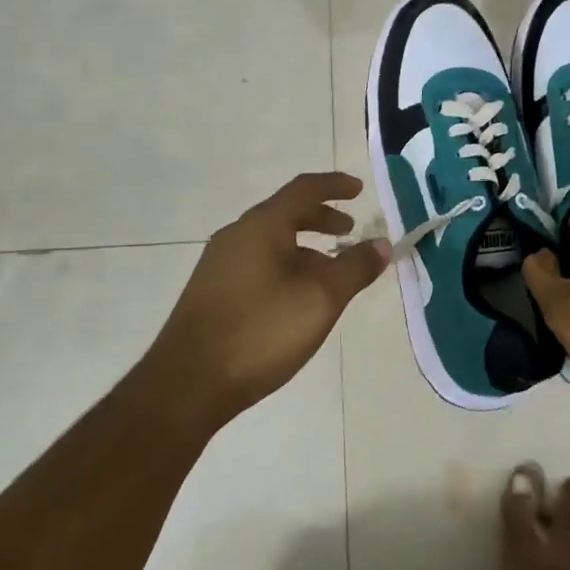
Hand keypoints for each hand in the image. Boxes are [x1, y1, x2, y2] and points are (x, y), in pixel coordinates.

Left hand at [149, 172, 389, 423]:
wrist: (187, 384)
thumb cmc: (261, 331)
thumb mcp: (321, 298)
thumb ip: (355, 267)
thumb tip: (381, 243)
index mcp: (262, 226)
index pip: (304, 189)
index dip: (335, 185)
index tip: (359, 189)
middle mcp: (237, 235)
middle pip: (285, 213)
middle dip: (321, 218)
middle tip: (349, 230)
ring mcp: (219, 263)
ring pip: (271, 240)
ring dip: (305, 246)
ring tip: (329, 269)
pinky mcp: (212, 291)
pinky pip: (257, 262)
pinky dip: (285, 264)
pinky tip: (296, 297)